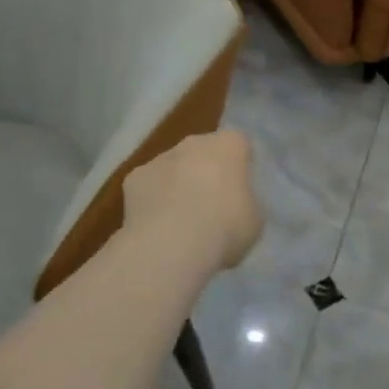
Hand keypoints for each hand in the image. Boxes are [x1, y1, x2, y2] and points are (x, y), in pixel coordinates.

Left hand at [123, 130, 264, 272]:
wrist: (171, 247)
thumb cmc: (225, 228)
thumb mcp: (254, 220)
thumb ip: (247, 203)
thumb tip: (237, 206)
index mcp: (230, 145)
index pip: (240, 144)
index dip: (241, 165)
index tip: (242, 188)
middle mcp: (194, 142)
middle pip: (204, 151)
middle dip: (208, 171)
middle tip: (214, 205)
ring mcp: (160, 158)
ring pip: (174, 167)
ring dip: (179, 185)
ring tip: (183, 221)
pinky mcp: (133, 179)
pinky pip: (150, 186)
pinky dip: (153, 200)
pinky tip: (158, 226)